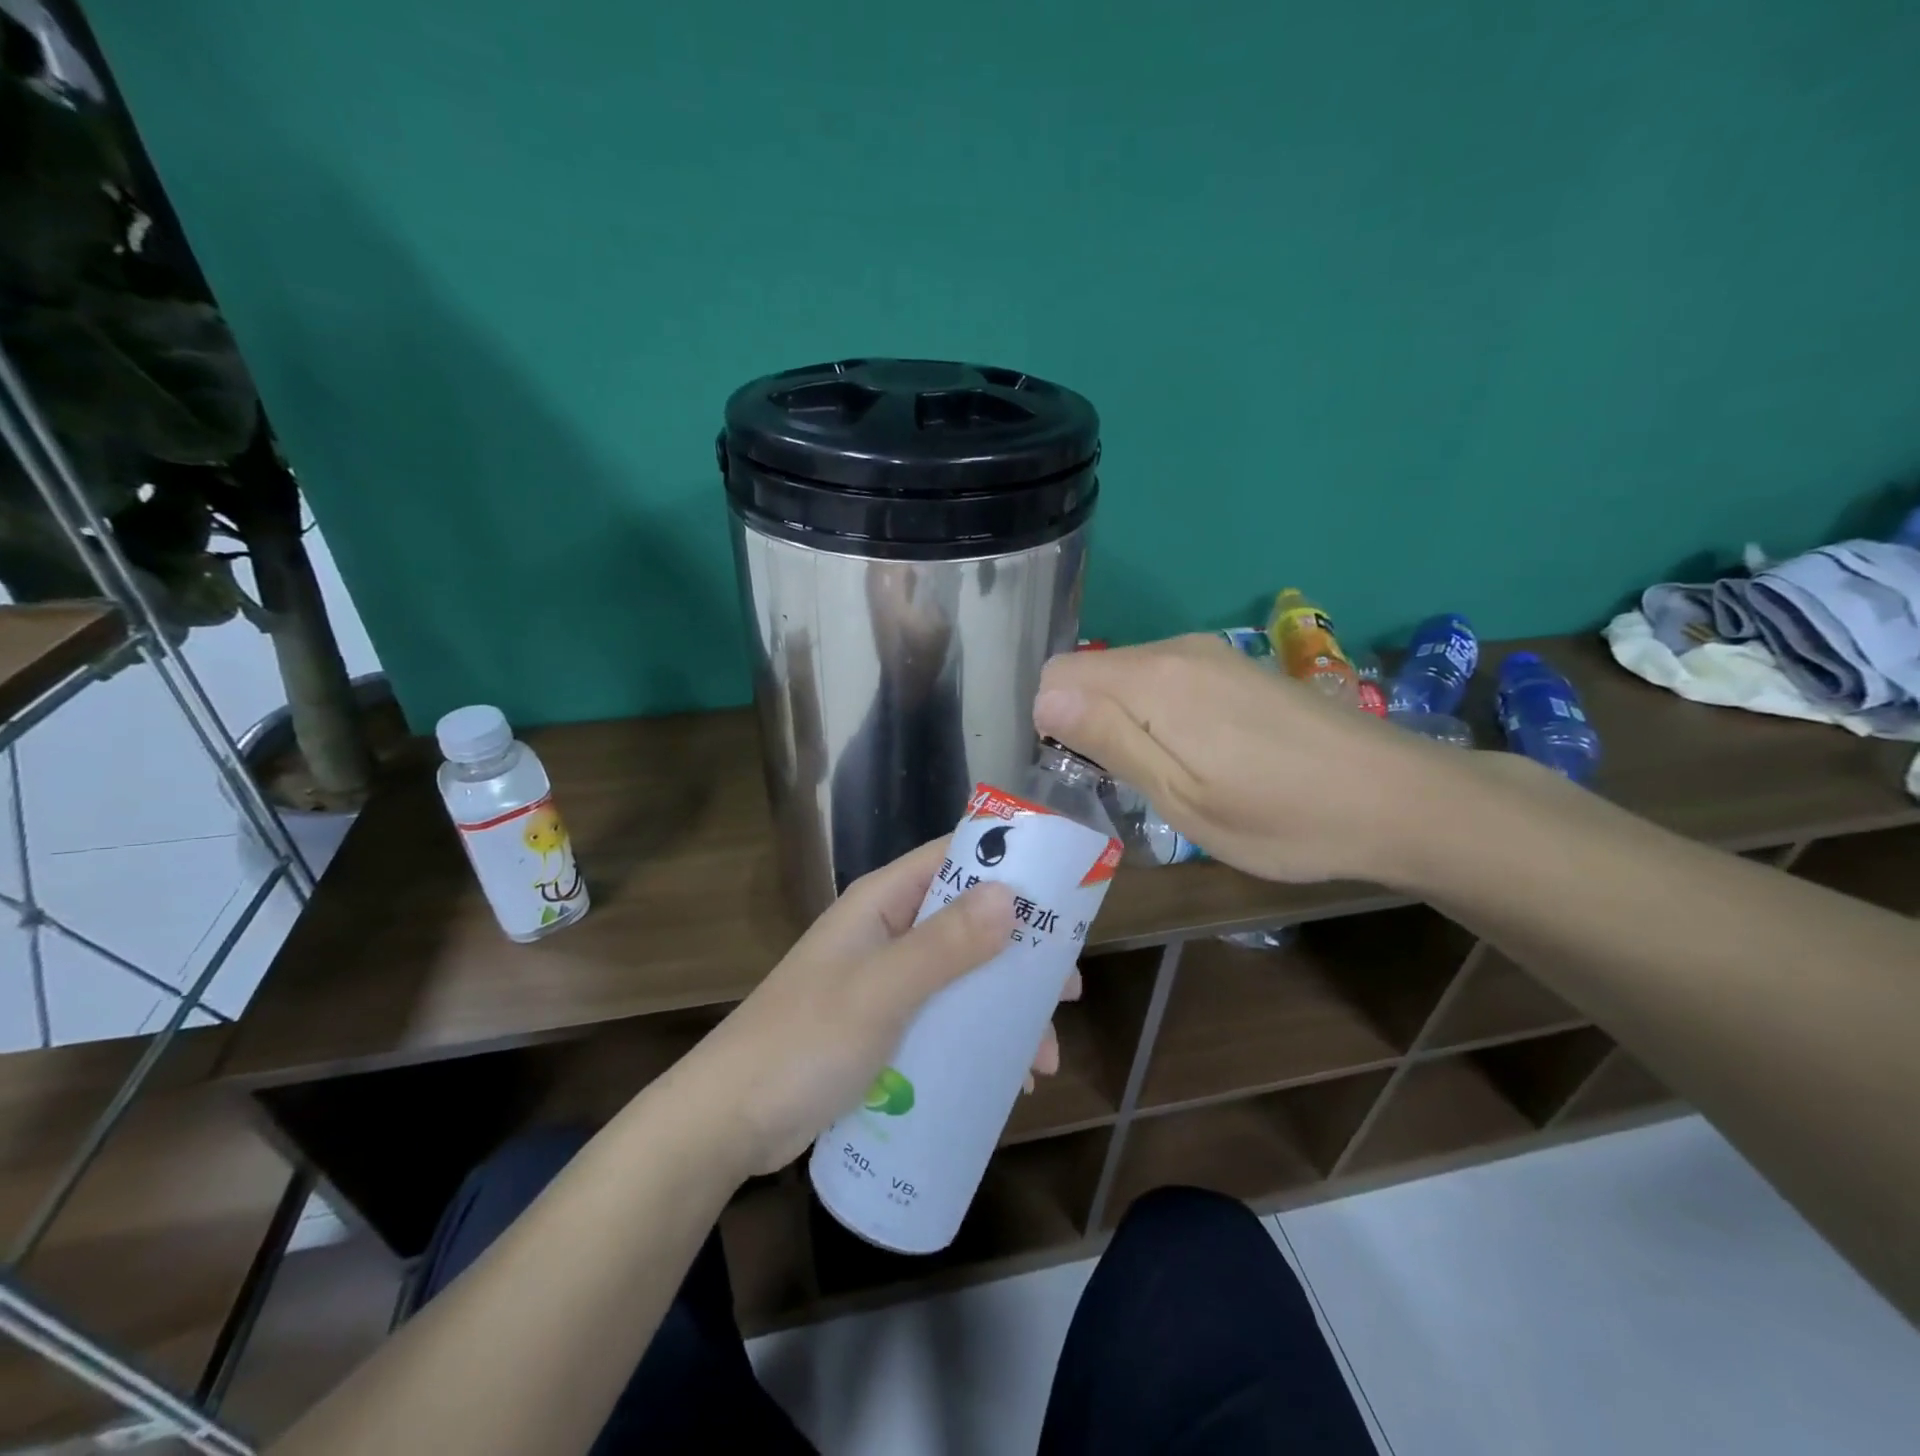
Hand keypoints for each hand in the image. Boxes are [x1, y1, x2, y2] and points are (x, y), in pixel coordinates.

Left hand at [683, 840, 1035, 1177]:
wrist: (728, 1122)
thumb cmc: (803, 1043)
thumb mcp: (881, 990)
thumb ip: (944, 944)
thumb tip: (1010, 896)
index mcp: (882, 904)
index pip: (953, 859)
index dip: (1007, 867)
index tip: (1063, 896)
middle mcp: (887, 933)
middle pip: (968, 923)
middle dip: (1019, 955)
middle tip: (1067, 990)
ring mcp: (885, 982)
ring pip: (961, 978)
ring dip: (1004, 1010)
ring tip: (1044, 1056)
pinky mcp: (883, 1028)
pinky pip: (944, 1020)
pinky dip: (978, 1042)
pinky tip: (1008, 1080)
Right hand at [1033, 634, 1437, 883]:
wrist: (1398, 798)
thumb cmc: (1282, 815)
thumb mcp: (1182, 796)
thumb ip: (1111, 740)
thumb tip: (1044, 699)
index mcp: (1154, 679)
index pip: (1057, 674)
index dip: (1052, 724)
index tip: (1083, 772)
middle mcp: (1177, 649)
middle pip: (1091, 671)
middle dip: (1085, 722)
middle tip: (1123, 784)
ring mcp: (1212, 654)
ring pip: (1127, 676)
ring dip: (1122, 721)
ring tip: (1162, 776)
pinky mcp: (1236, 668)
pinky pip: (1164, 679)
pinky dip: (1155, 713)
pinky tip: (1197, 755)